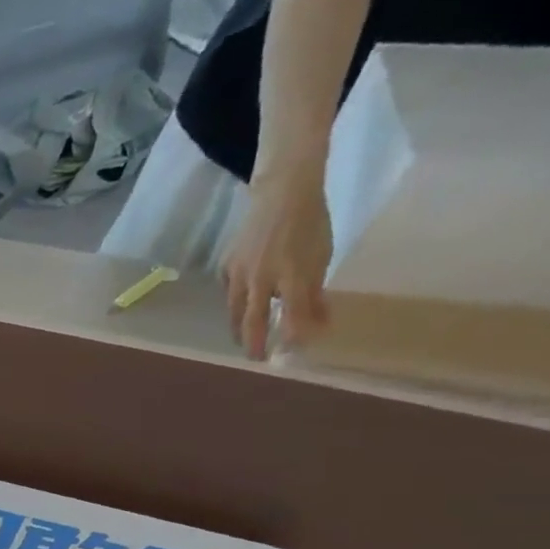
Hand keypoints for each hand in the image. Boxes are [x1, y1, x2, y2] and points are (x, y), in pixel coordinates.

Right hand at [221, 169, 332, 359]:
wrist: (282, 191)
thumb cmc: (308, 222)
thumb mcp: (321, 257)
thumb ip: (316, 294)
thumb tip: (319, 326)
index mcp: (285, 280)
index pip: (286, 318)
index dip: (286, 338)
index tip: (288, 356)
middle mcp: (256, 283)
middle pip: (250, 320)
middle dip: (252, 341)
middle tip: (254, 357)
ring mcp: (237, 274)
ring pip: (234, 308)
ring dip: (237, 326)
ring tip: (240, 337)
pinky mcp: (228, 264)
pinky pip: (228, 289)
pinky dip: (232, 300)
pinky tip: (236, 301)